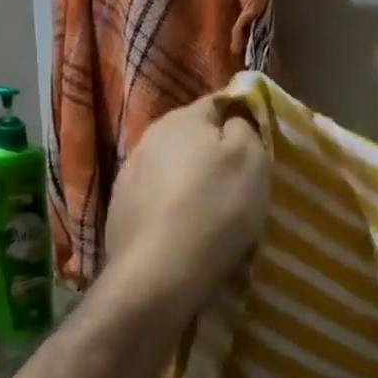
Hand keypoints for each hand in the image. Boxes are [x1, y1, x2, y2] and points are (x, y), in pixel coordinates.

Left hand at [105, 96, 269, 318]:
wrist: (159, 274)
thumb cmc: (215, 211)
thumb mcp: (252, 161)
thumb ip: (244, 129)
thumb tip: (232, 122)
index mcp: (182, 119)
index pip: (218, 103)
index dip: (242, 119)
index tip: (258, 147)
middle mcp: (148, 139)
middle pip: (190, 138)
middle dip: (212, 155)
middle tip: (238, 184)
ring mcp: (128, 176)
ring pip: (171, 169)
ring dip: (189, 183)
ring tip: (210, 213)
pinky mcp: (119, 210)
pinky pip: (155, 200)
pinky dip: (170, 209)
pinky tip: (182, 232)